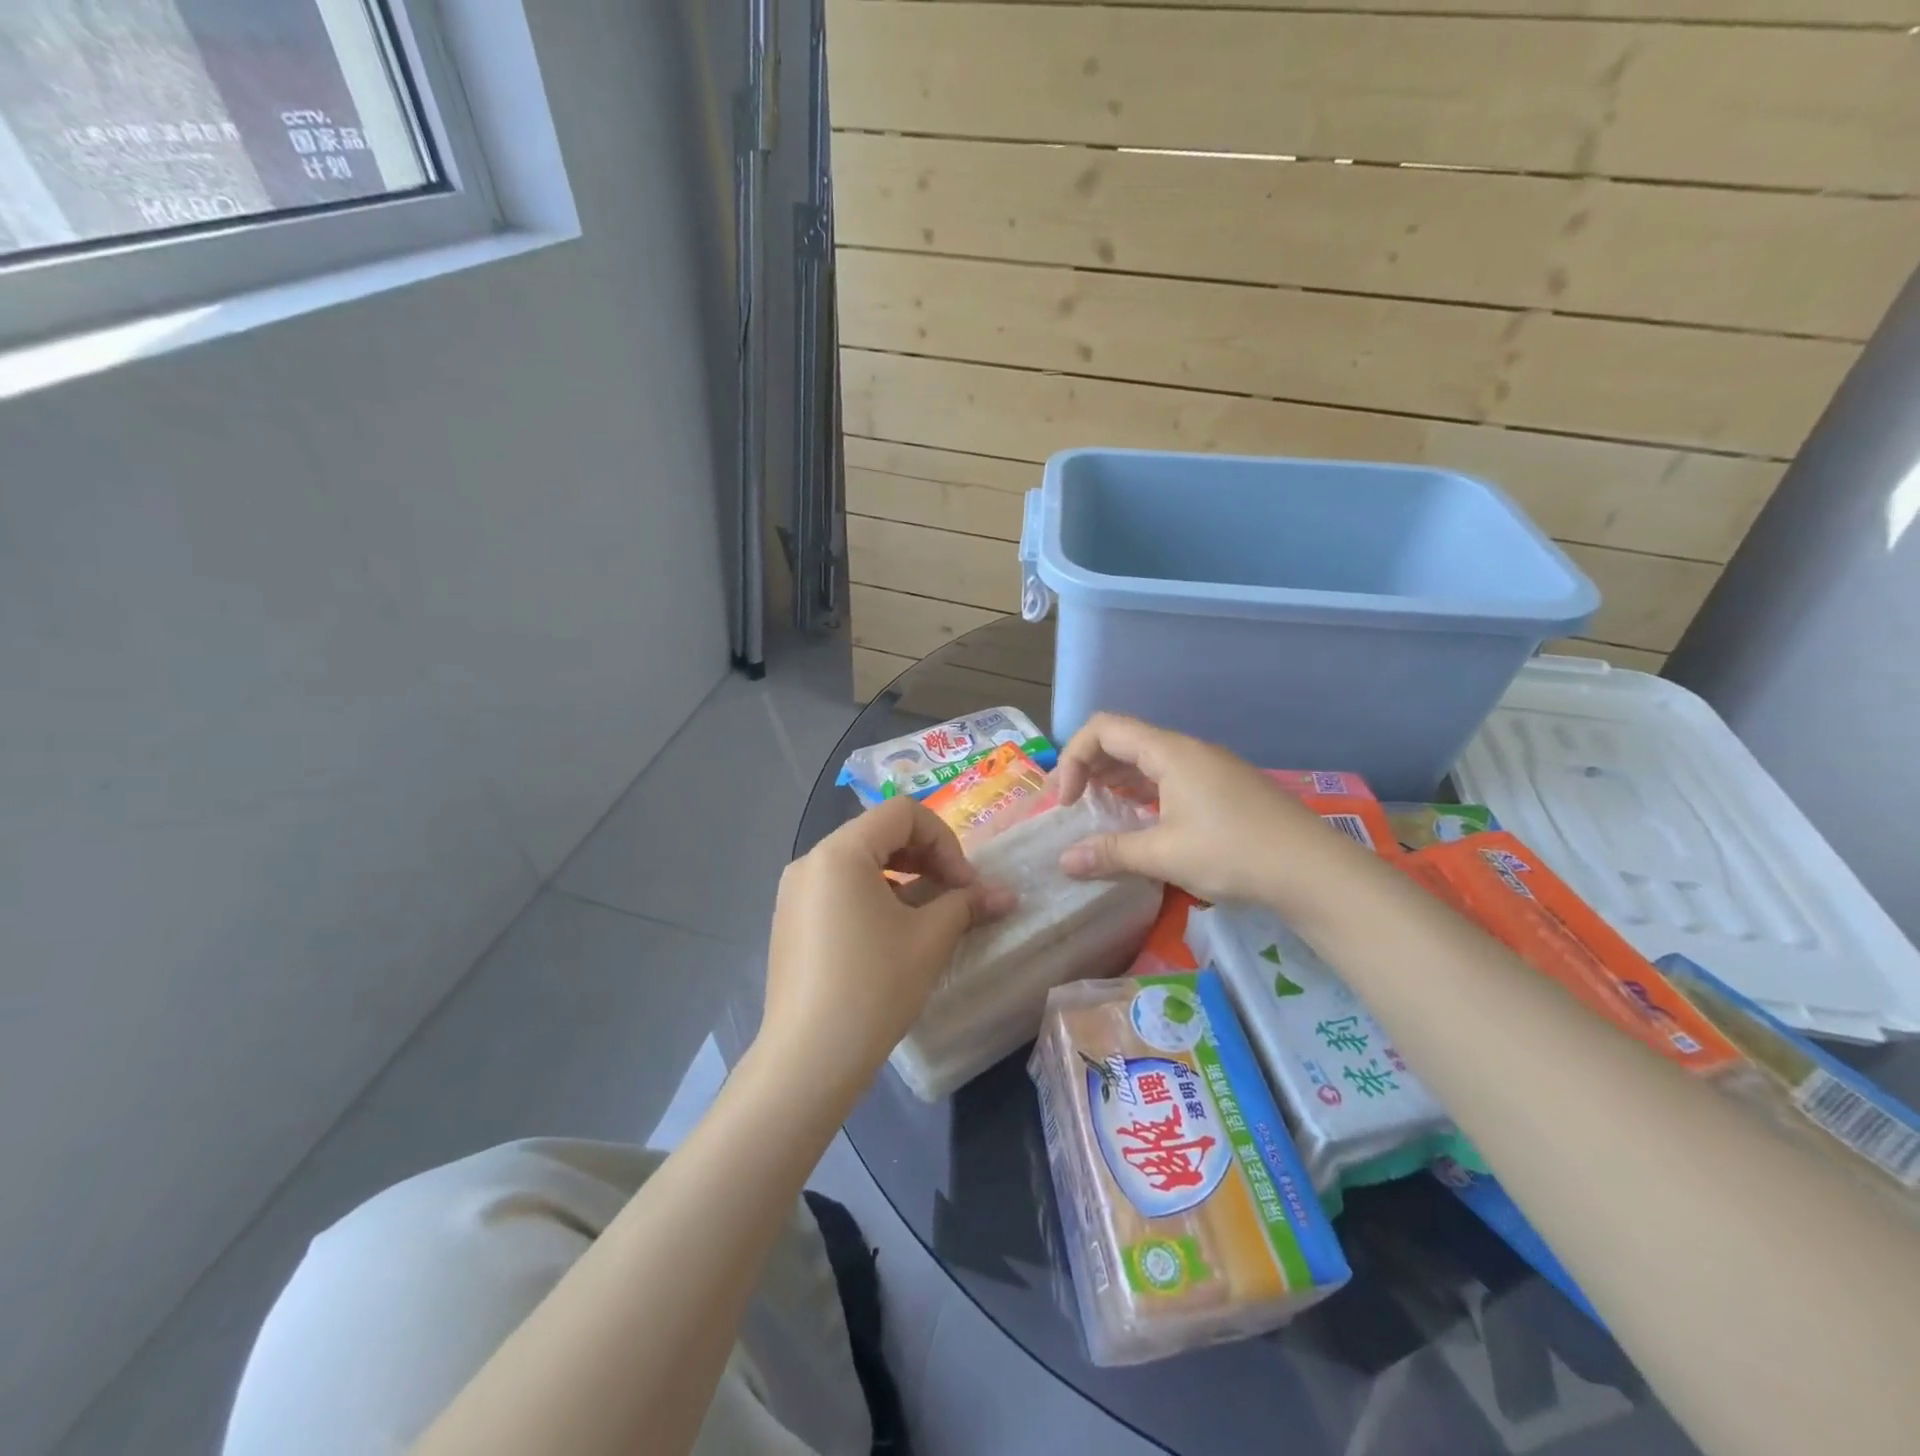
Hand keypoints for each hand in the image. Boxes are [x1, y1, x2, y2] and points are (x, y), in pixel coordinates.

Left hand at [759, 797, 1014, 1100]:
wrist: (809, 1060)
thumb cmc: (874, 986)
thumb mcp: (930, 938)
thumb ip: (968, 903)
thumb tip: (1007, 895)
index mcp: (840, 852)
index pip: (903, 813)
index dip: (945, 840)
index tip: (965, 884)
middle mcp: (811, 861)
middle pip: (880, 833)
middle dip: (927, 857)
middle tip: (955, 896)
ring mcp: (795, 893)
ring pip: (860, 862)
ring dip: (904, 877)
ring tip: (929, 916)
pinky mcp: (792, 922)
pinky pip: (840, 889)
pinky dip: (875, 896)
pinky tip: (894, 935)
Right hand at [1052, 713, 1341, 904]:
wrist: (1314, 871)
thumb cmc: (1233, 853)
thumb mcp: (1165, 855)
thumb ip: (1110, 853)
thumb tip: (1064, 861)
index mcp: (1170, 752)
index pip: (1104, 728)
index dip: (1073, 757)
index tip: (1066, 802)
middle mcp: (1188, 750)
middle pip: (1124, 740)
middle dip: (1090, 768)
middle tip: (1074, 808)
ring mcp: (1210, 768)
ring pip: (1148, 761)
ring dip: (1116, 782)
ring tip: (1101, 815)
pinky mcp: (1224, 788)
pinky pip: (1170, 778)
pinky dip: (1143, 793)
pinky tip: (1142, 823)